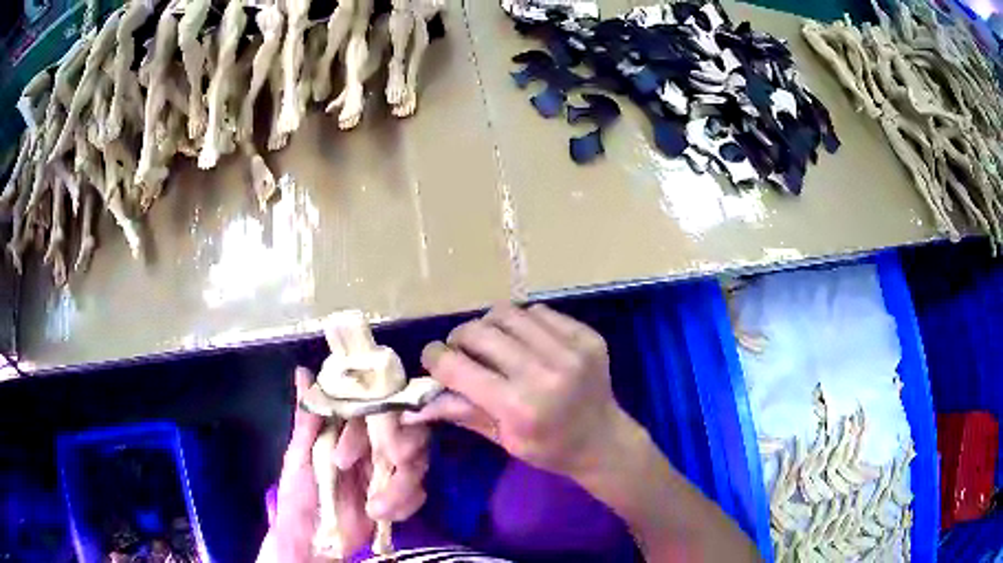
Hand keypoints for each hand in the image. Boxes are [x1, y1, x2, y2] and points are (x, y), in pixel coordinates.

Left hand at [256, 368, 430, 562]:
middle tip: (394, 461)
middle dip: (403, 450)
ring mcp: (385, 472)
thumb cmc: (298, 496)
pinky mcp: (397, 498)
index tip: (373, 438)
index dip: (379, 418)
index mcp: (346, 431)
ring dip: (402, 486)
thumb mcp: (297, 457)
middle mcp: (370, 446)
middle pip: (405, 433)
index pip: (373, 409)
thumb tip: (303, 371)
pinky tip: (383, 515)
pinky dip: (405, 505)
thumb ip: (307, 418)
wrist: (311, 543)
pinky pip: (417, 494)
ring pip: (415, 464)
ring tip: (375, 508)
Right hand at [402, 304, 633, 481]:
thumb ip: (461, 411)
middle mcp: (544, 372)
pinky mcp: (586, 336)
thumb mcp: (502, 439)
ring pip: (507, 313)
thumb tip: (418, 399)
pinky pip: (538, 312)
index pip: (457, 367)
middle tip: (459, 350)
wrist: (605, 440)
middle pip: (479, 332)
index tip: (432, 358)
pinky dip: (521, 323)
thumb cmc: (550, 449)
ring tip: (491, 342)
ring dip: (489, 325)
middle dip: (458, 338)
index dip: (434, 357)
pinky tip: (524, 340)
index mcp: (519, 407)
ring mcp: (570, 349)